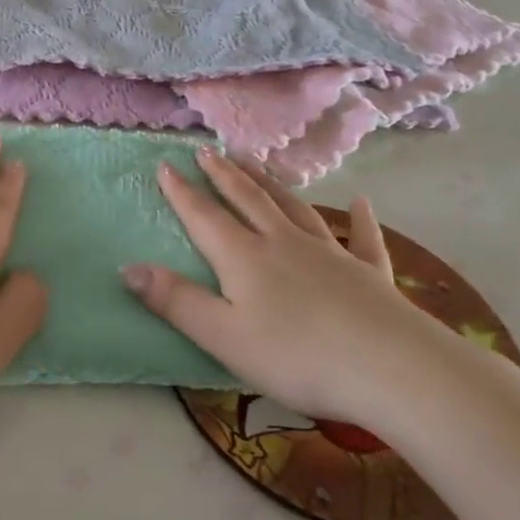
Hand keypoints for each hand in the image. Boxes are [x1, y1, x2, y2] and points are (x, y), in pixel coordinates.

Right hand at [122, 147, 443, 425]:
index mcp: (245, 258)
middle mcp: (284, 243)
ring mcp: (330, 253)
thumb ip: (176, 301)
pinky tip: (360, 203)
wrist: (392, 368)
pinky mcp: (369, 272)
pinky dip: (359, 219)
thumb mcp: (223, 336)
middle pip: (248, 199)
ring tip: (256, 162)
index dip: (182, 191)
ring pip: (294, 207)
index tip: (165, 164)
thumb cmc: (297, 357)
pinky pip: (362, 238)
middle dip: (224, 175)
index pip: (205, 216)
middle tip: (208, 151)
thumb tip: (127, 267)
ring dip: (272, 183)